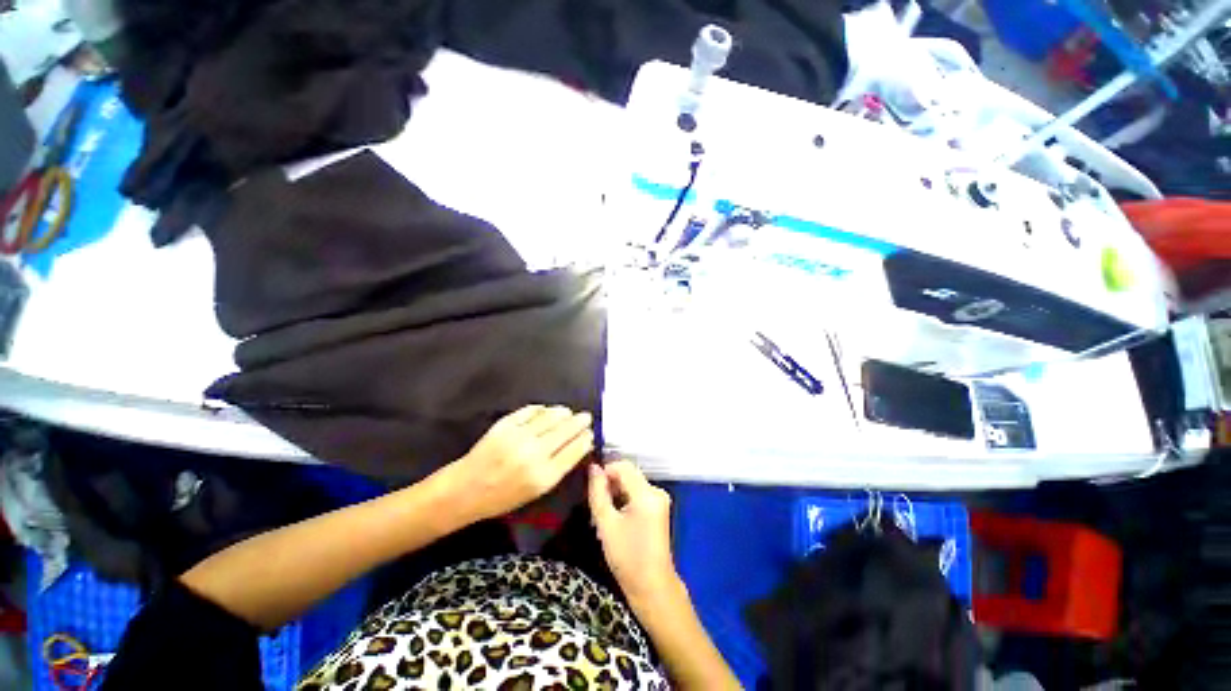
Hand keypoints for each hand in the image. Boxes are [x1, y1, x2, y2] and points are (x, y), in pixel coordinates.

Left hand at [441, 405, 594, 523]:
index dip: (585, 439)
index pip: (575, 450)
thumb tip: (578, 446)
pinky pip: (530, 410)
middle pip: (566, 431)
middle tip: (586, 417)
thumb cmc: (503, 497)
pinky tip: (546, 410)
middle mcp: (535, 454)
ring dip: (563, 412)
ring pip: (551, 416)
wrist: (465, 490)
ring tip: (568, 412)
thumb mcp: (536, 492)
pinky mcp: (505, 425)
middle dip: (579, 422)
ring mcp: (519, 436)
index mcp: (544, 476)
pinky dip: (542, 409)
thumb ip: (558, 468)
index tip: (590, 433)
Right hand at [588, 460, 680, 603]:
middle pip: (628, 475)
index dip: (605, 472)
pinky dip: (624, 501)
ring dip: (615, 494)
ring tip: (602, 517)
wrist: (652, 587)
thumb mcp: (606, 524)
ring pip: (631, 484)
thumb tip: (593, 467)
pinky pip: (637, 494)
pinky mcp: (658, 508)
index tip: (591, 489)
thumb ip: (598, 492)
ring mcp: (660, 500)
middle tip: (595, 508)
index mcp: (647, 494)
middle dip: (609, 485)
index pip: (623, 466)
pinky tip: (614, 520)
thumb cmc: (627, 557)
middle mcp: (656, 491)